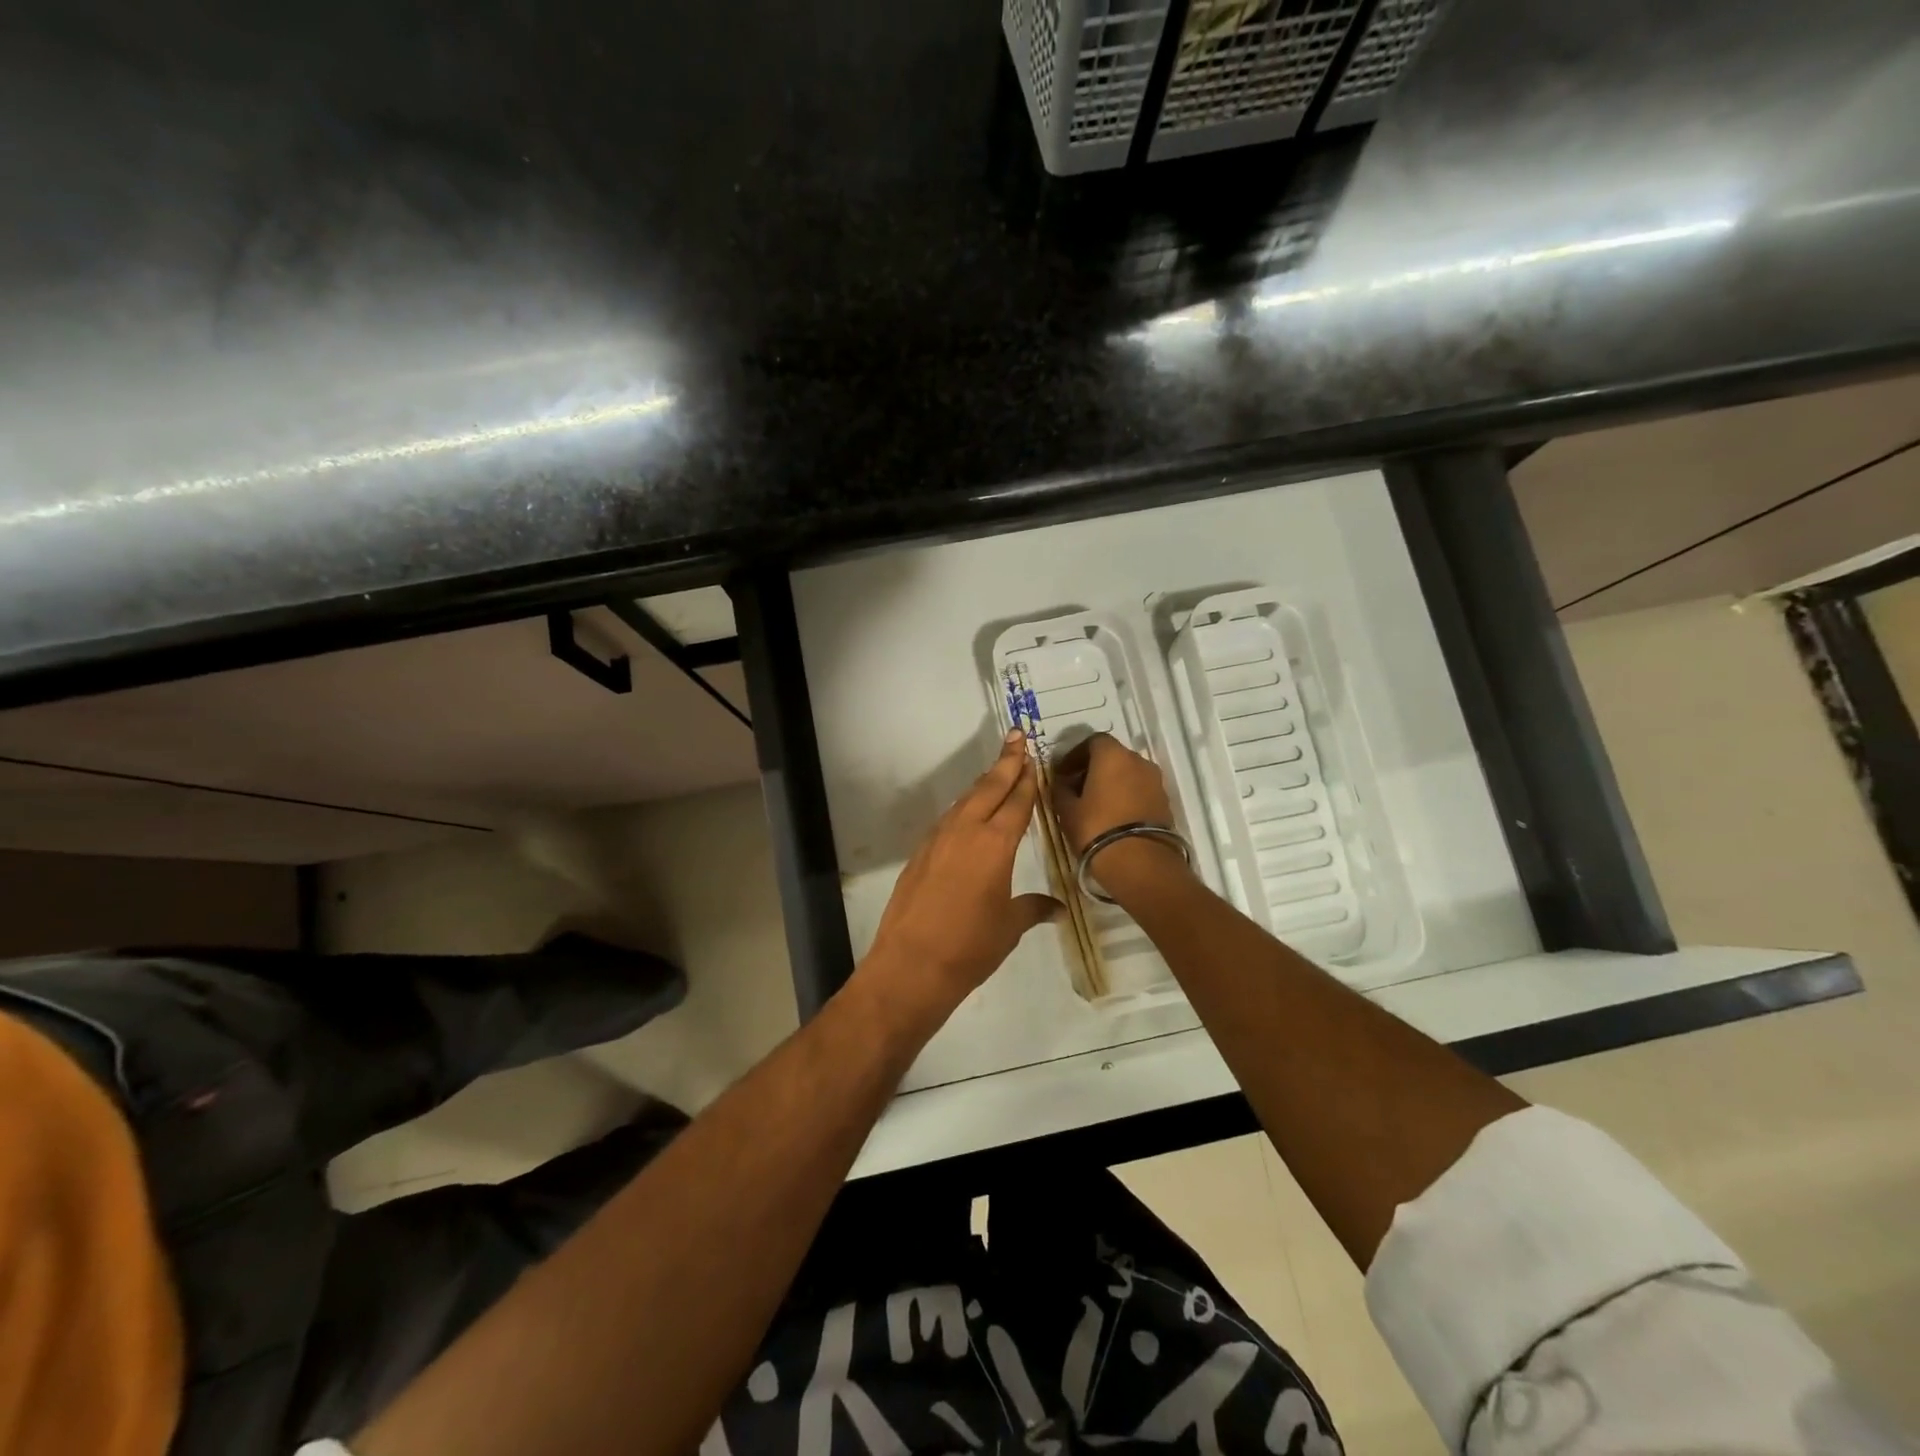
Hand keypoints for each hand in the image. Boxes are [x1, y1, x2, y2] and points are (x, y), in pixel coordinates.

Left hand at [861, 730, 1060, 1017]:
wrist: (911, 964)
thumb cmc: (970, 946)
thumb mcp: (1009, 927)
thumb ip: (1033, 908)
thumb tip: (1056, 908)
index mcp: (995, 844)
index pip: (1016, 802)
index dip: (1026, 778)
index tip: (1032, 756)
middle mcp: (966, 831)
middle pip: (989, 788)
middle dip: (1005, 762)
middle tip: (1016, 737)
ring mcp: (938, 839)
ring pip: (965, 800)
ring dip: (983, 783)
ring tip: (998, 770)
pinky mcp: (920, 853)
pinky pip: (948, 819)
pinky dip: (963, 807)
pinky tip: (968, 812)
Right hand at [1051, 733, 1189, 897]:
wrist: (1140, 863)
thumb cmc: (1096, 828)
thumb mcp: (1067, 810)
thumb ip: (1061, 789)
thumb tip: (1062, 782)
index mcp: (1112, 755)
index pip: (1092, 741)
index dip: (1075, 755)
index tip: (1063, 773)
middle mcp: (1138, 760)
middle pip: (1113, 756)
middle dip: (1094, 768)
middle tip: (1077, 788)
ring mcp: (1155, 781)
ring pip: (1128, 773)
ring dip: (1112, 782)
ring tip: (1095, 804)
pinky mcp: (1165, 802)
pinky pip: (1140, 790)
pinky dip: (1126, 795)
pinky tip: (1113, 815)